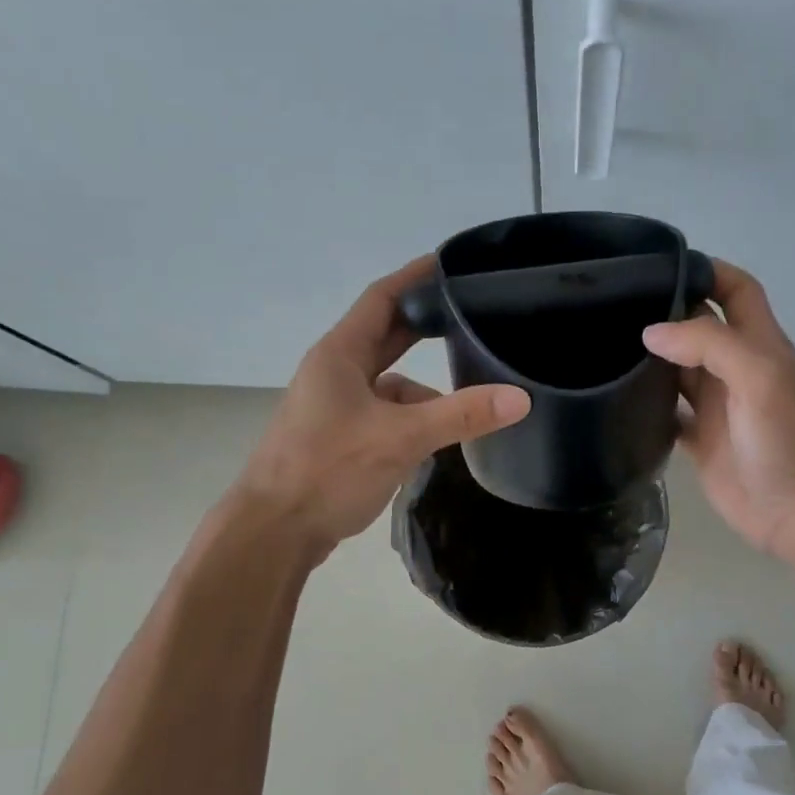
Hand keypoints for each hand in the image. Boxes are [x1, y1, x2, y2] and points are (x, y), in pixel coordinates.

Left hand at [235, 256, 530, 558]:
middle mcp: (335, 373)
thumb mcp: (402, 438)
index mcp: (340, 354)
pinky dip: (409, 424)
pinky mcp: (338, 440)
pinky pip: (383, 417)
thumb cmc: (328, 470)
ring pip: (388, 387)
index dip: (415, 277)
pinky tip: (433, 445)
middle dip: (425, 331)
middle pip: (386, 338)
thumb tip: (520, 397)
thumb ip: (461, 415)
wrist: (273, 531)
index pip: (382, 298)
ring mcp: (334, 408)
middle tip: (471, 319)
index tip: (450, 263)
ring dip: (422, 395)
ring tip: (465, 409)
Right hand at [643, 260, 794, 559]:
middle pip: (700, 329)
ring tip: (603, 346)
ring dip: (651, 360)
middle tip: (614, 306)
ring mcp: (718, 408)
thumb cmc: (788, 439)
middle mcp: (736, 371)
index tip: (661, 265)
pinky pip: (669, 416)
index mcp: (759, 345)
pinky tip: (616, 400)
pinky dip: (647, 407)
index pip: (737, 291)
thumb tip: (651, 333)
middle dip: (666, 314)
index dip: (708, 271)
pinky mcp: (701, 443)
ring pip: (679, 372)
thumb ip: (709, 345)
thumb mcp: (758, 377)